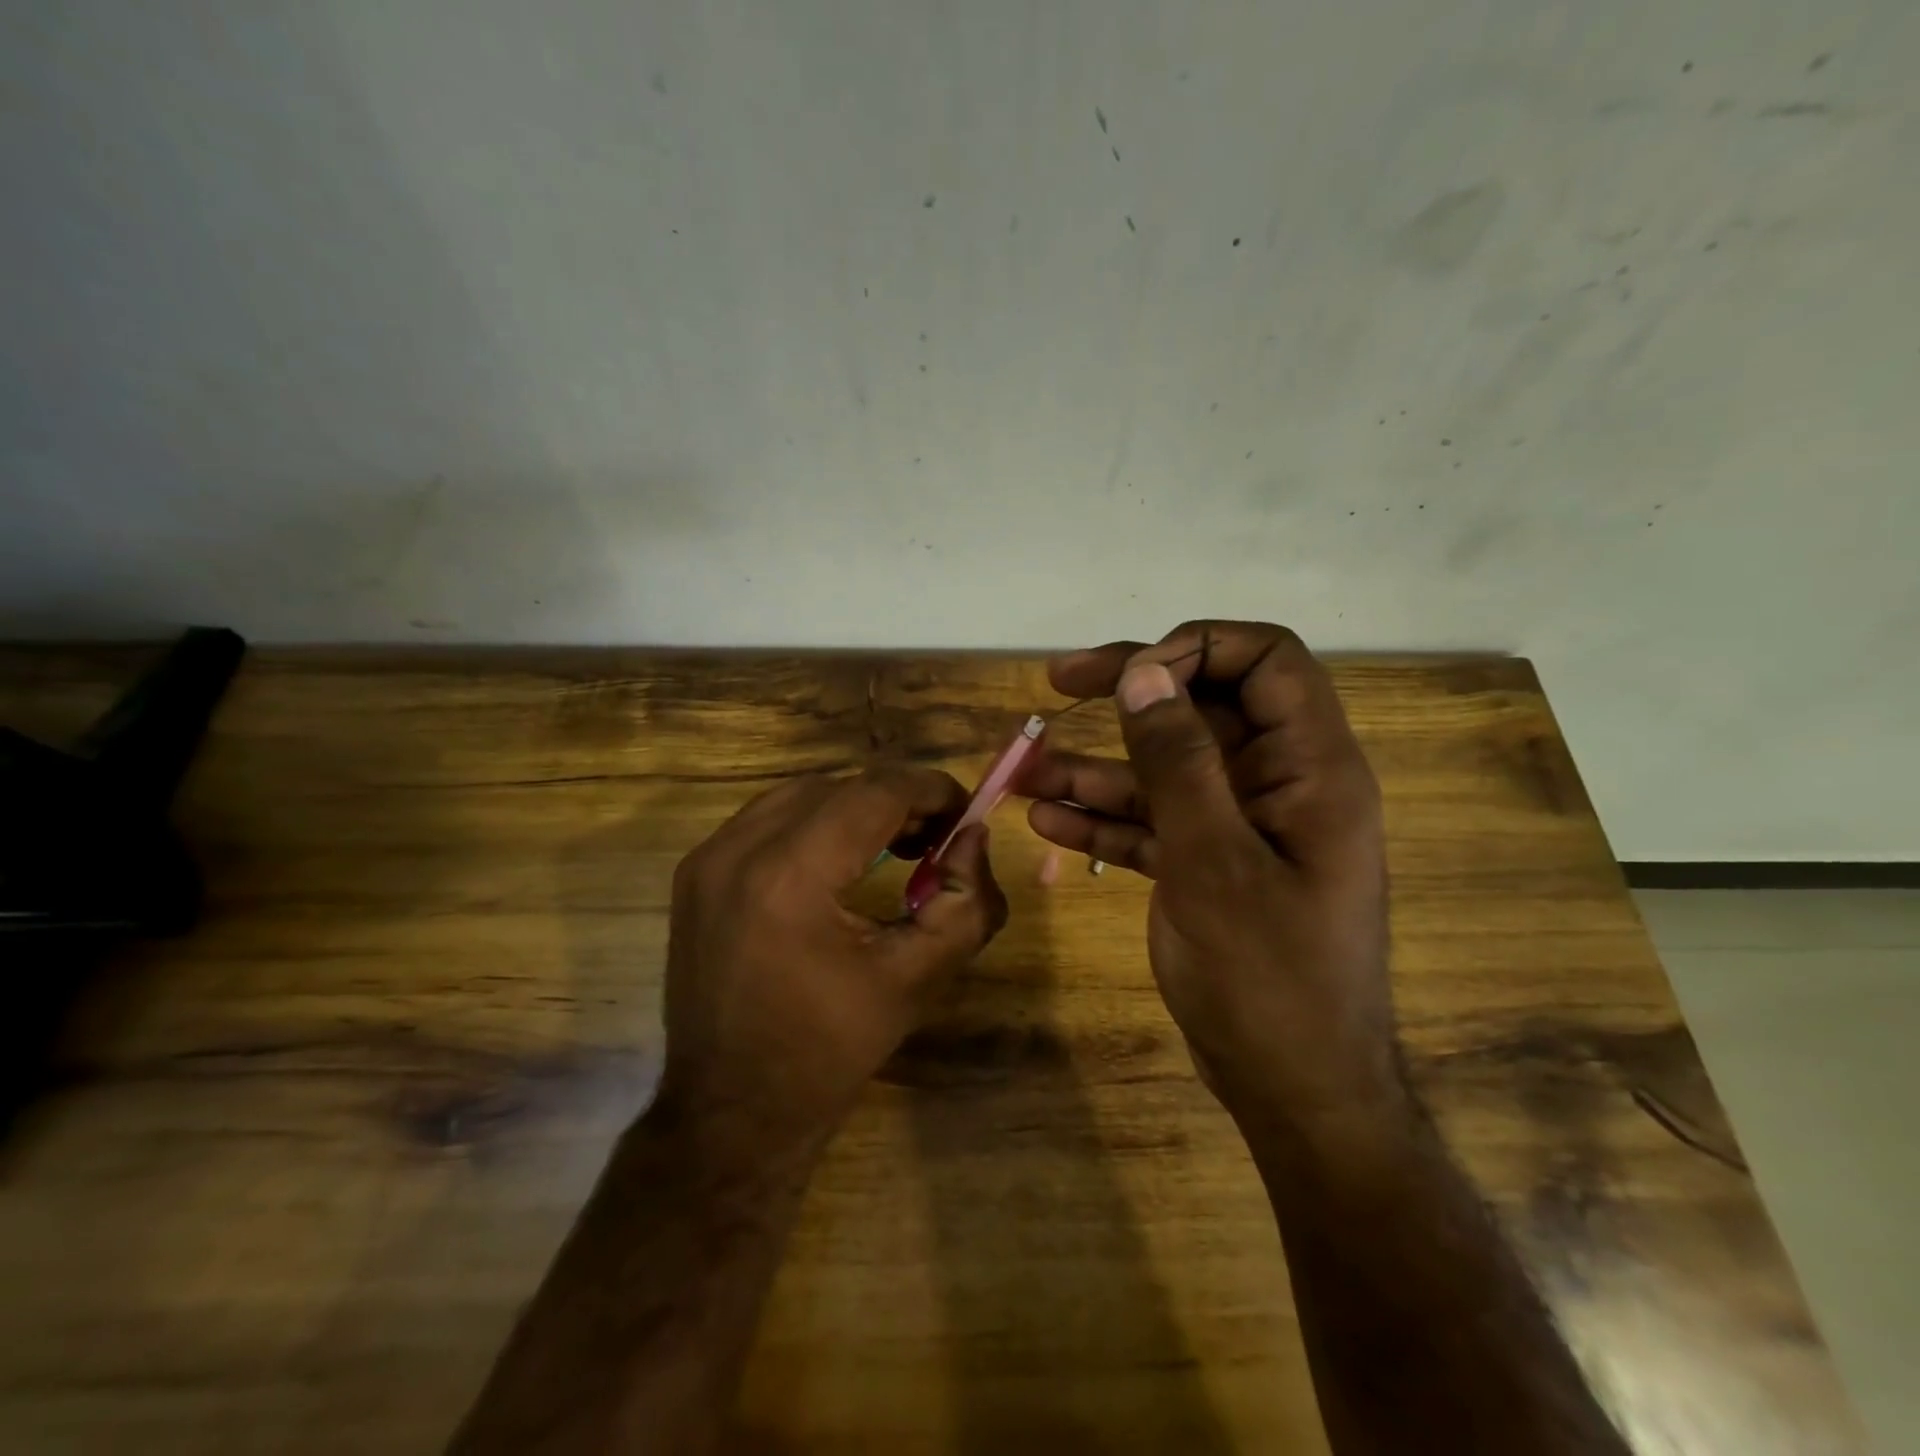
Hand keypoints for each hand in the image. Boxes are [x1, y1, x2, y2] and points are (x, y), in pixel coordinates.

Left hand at [657, 766, 1007, 1164]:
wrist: (729, 1113)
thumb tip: (973, 838)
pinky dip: (814, 822)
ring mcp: (706, 858)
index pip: (874, 792)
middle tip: (936, 837)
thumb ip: (965, 902)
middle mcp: (738, 850)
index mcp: (789, 877)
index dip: (930, 790)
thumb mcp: (916, 979)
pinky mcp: (694, 872)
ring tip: (895, 844)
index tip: (965, 811)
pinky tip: (840, 860)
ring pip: (801, 794)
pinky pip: (767, 818)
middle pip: (838, 786)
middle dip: (897, 800)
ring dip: (855, 806)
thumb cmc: (828, 1052)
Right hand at [1019, 622, 1398, 1130]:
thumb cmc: (1269, 979)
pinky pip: (1155, 822)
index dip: (1197, 647)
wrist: (1293, 1092)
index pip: (1266, 659)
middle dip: (1128, 695)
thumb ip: (1178, 761)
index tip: (1129, 673)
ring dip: (1098, 767)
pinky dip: (1106, 819)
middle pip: (1202, 707)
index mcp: (1310, 768)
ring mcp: (1241, 826)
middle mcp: (1279, 783)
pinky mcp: (1210, 864)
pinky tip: (1048, 822)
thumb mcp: (1213, 860)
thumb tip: (1145, 671)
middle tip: (1056, 684)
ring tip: (1026, 770)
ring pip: (1166, 769)